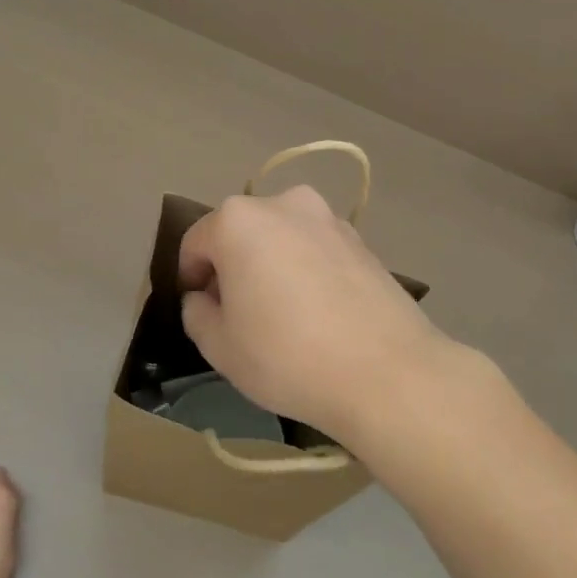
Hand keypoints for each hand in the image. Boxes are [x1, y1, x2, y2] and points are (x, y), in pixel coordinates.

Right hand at [177, 185, 453, 445]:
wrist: (387, 373)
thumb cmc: (286, 356)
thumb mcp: (219, 346)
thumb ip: (196, 313)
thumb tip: (204, 298)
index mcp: (238, 220)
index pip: (195, 243)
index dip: (189, 278)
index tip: (199, 311)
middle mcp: (283, 204)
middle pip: (239, 234)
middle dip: (231, 268)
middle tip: (237, 315)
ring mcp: (328, 219)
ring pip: (280, 239)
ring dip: (270, 267)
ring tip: (281, 315)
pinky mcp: (362, 241)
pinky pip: (315, 250)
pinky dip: (305, 272)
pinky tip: (316, 313)